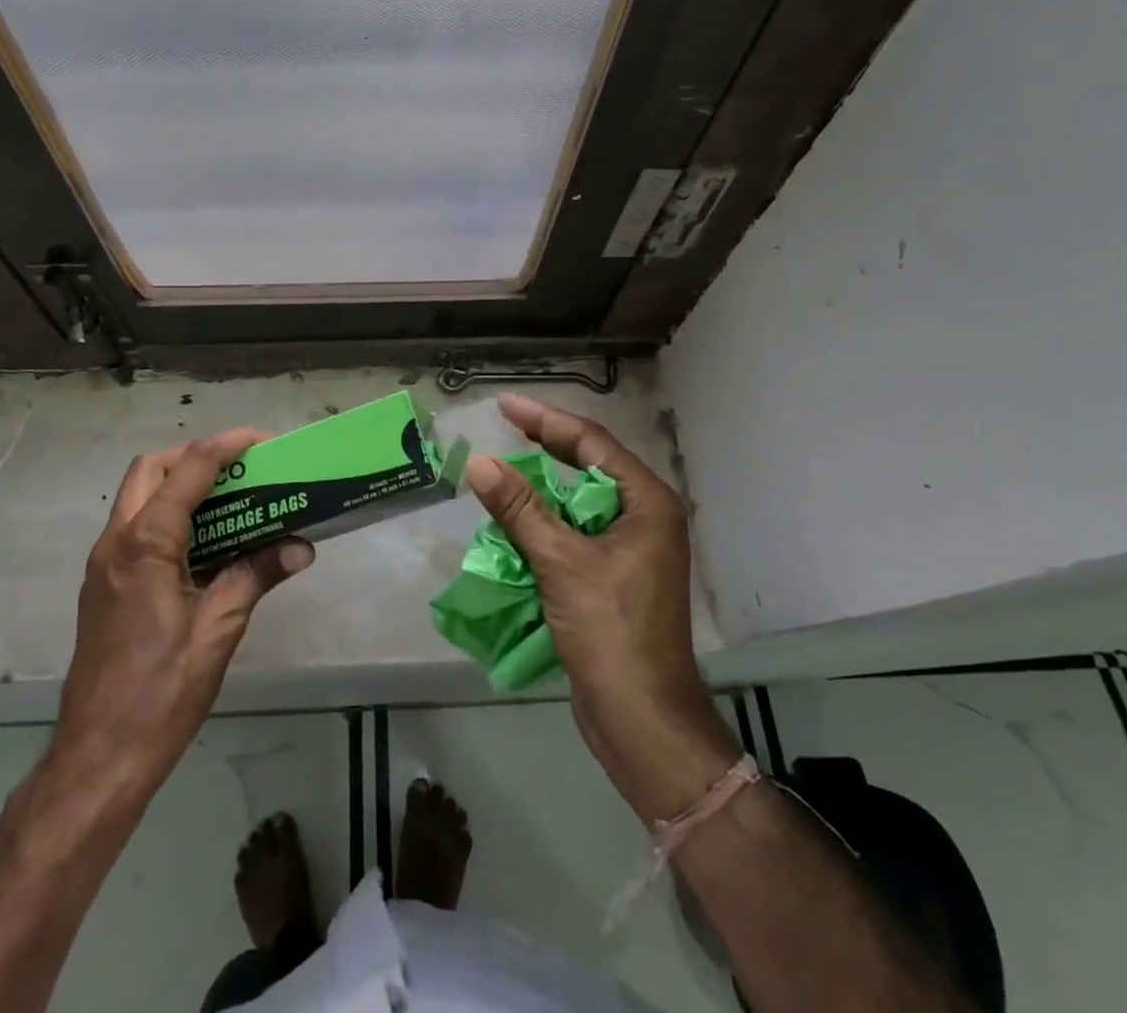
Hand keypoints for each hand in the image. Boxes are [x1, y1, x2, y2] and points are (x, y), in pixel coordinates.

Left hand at [51, 429, 313, 798]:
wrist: (99, 757)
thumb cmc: (161, 691)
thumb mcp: (218, 629)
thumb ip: (256, 575)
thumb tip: (301, 547)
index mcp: (144, 544)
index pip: (188, 469)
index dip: (227, 445)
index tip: (264, 440)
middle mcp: (116, 542)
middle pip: (151, 469)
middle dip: (196, 456)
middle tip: (242, 469)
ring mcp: (105, 564)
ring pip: (139, 496)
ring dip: (182, 484)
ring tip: (232, 498)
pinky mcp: (106, 585)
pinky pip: (138, 528)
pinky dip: (171, 515)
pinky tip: (208, 543)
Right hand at [464, 395, 739, 824]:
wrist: (643, 720)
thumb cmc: (612, 632)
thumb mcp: (561, 563)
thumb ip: (520, 509)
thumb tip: (480, 463)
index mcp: (646, 502)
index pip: (592, 443)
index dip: (546, 420)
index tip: (505, 405)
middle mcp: (644, 517)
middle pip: (588, 467)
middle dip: (545, 448)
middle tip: (503, 428)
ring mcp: (631, 549)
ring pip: (578, 503)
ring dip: (540, 490)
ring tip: (501, 470)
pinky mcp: (614, 577)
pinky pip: (574, 534)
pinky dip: (544, 525)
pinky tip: (513, 523)